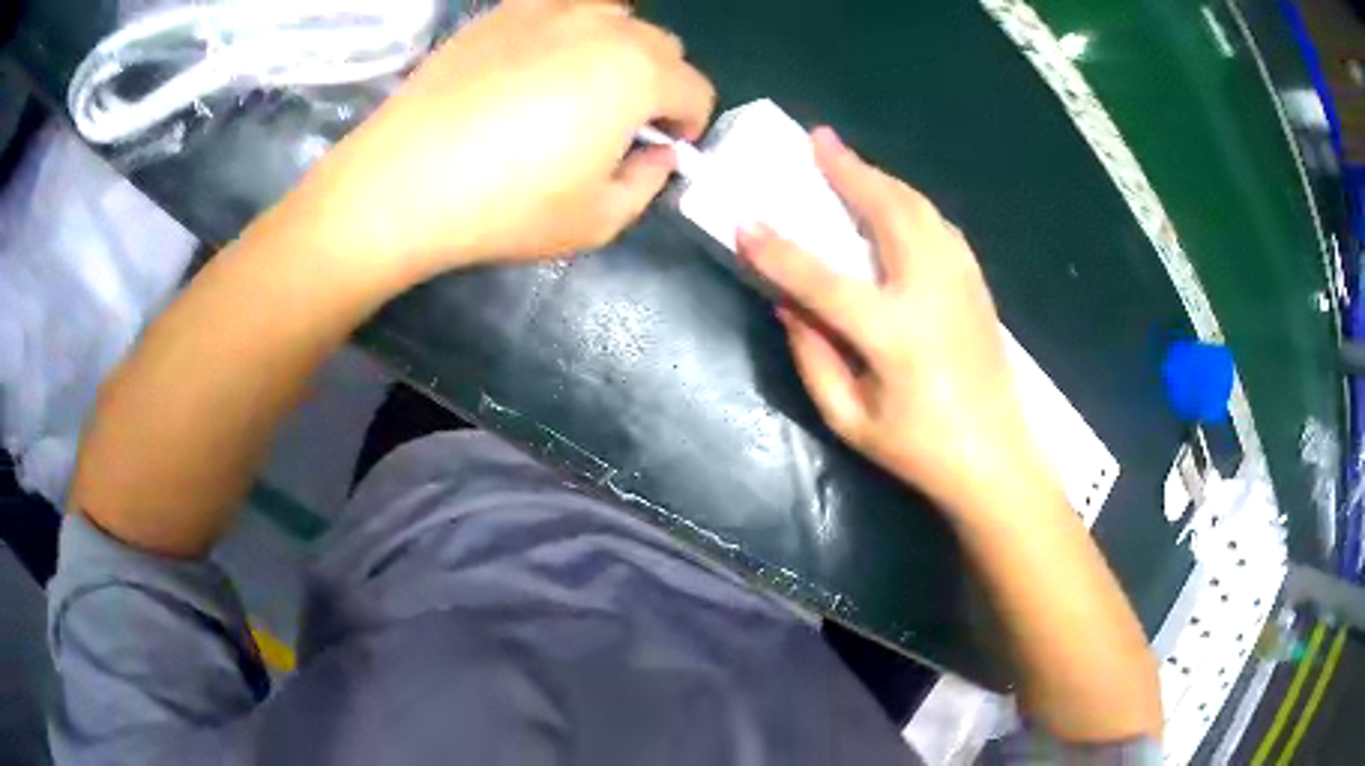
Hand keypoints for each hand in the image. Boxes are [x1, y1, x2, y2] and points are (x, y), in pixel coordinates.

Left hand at [293, 0, 714, 282]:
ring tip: (581, 85)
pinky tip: (538, 62)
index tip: (661, 149)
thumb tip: (656, 153)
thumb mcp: (598, 221)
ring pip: (615, 17)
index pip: (697, 90)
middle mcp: (605, 28)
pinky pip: (560, 6)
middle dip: (658, 84)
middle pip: (662, 46)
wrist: (403, 183)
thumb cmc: (505, 208)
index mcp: (639, 76)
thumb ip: (648, 183)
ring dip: (618, 49)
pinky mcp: (502, 12)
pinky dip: (568, 28)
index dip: (689, 124)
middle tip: (619, 122)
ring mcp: (550, 11)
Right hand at [738, 129, 1047, 512]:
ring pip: (919, 209)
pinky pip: (939, 226)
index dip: (779, 252)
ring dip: (881, 178)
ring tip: (849, 160)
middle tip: (819, 139)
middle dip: (849, 171)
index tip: (745, 224)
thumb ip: (814, 358)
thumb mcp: (851, 421)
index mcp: (895, 335)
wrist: (996, 459)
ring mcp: (961, 283)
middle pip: (887, 213)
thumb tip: (787, 303)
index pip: (823, 281)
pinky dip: (910, 202)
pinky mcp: (977, 285)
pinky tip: (893, 200)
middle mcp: (931, 293)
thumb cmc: (920, 451)